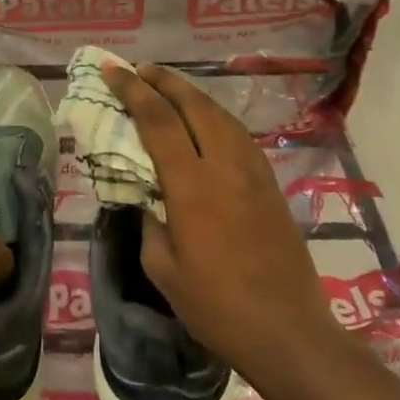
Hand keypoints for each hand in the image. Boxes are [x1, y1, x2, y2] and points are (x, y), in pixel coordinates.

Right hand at [101, 61, 344, 382]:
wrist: (287, 331)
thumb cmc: (216, 306)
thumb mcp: (164, 270)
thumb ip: (150, 224)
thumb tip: (147, 200)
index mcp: (193, 186)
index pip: (158, 121)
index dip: (132, 91)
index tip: (112, 69)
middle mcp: (226, 167)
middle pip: (194, 105)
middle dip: (163, 81)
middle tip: (138, 68)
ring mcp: (254, 173)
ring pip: (221, 116)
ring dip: (191, 95)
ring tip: (167, 87)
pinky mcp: (271, 185)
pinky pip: (239, 135)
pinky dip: (215, 117)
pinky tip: (205, 123)